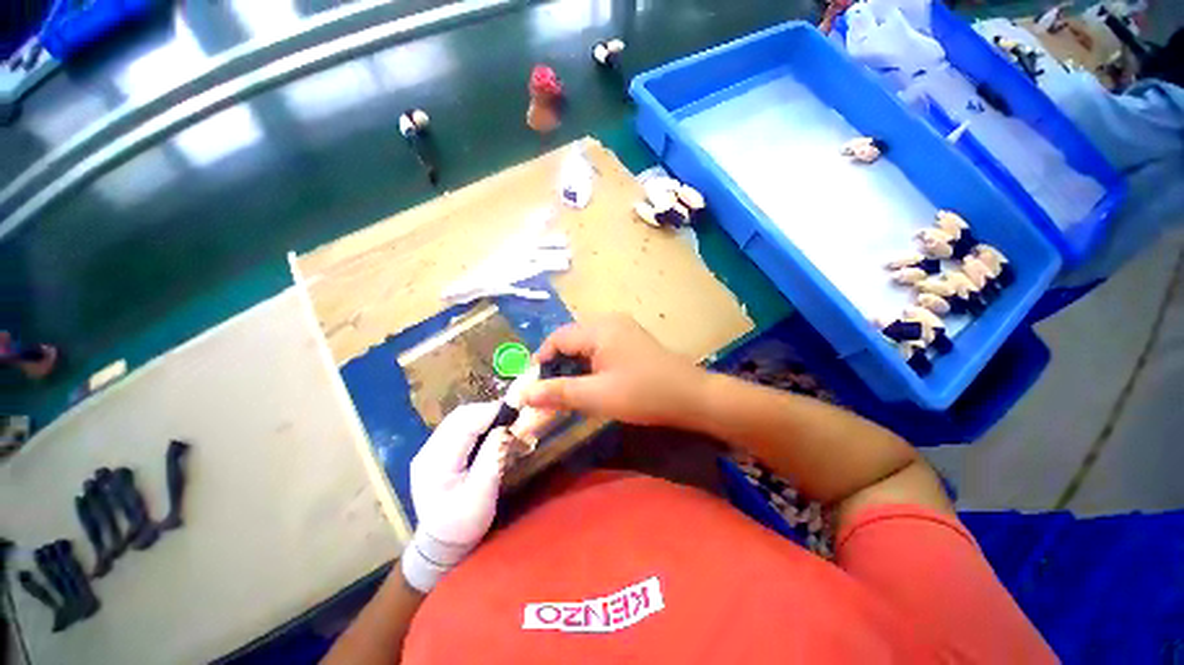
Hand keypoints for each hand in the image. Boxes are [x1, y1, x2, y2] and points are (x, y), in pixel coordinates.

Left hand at [401, 403, 511, 592]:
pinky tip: (489, 430)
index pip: (464, 424)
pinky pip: (457, 427)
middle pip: (459, 416)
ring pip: (458, 419)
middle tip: (513, 415)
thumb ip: (492, 457)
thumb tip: (506, 427)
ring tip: (504, 421)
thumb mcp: (483, 493)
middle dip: (487, 411)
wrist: (441, 544)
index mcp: (436, 462)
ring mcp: (429, 450)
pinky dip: (476, 423)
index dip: (490, 412)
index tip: (515, 409)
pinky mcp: (435, 452)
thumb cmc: (464, 523)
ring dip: (482, 416)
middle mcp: (427, 451)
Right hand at [522, 315, 705, 427]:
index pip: (557, 338)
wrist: (691, 396)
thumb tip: (523, 394)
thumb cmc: (643, 394)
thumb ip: (558, 393)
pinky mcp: (631, 340)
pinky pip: (600, 347)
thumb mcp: (597, 396)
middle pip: (570, 339)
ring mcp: (623, 329)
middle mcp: (609, 321)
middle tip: (551, 391)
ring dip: (573, 365)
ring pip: (585, 344)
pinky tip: (593, 382)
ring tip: (569, 389)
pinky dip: (590, 364)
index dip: (541, 360)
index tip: (534, 386)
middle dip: (557, 364)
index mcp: (599, 329)